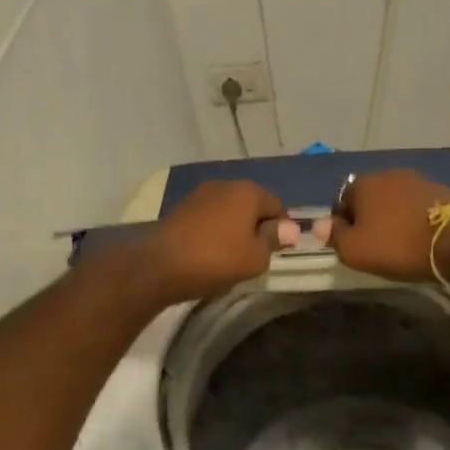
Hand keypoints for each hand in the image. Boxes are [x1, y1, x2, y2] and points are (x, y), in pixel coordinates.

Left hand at [137, 180, 285, 303]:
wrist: (158, 266)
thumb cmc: (215, 260)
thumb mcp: (255, 257)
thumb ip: (274, 239)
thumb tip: (290, 228)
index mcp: (248, 191)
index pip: (278, 206)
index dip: (282, 230)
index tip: (277, 252)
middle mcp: (225, 184)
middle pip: (253, 205)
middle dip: (257, 226)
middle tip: (256, 255)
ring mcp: (200, 194)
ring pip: (230, 210)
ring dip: (235, 228)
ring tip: (232, 256)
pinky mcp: (182, 207)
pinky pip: (210, 216)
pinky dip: (215, 230)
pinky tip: (210, 251)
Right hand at [328, 170, 449, 281]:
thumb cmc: (397, 246)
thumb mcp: (355, 250)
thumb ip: (334, 235)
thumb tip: (319, 224)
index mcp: (364, 183)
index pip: (342, 202)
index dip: (343, 225)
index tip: (351, 245)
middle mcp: (389, 173)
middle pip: (370, 198)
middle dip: (369, 218)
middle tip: (375, 245)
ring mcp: (418, 180)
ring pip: (395, 200)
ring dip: (393, 216)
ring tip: (400, 242)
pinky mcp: (442, 191)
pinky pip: (418, 205)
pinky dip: (415, 218)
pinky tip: (421, 237)